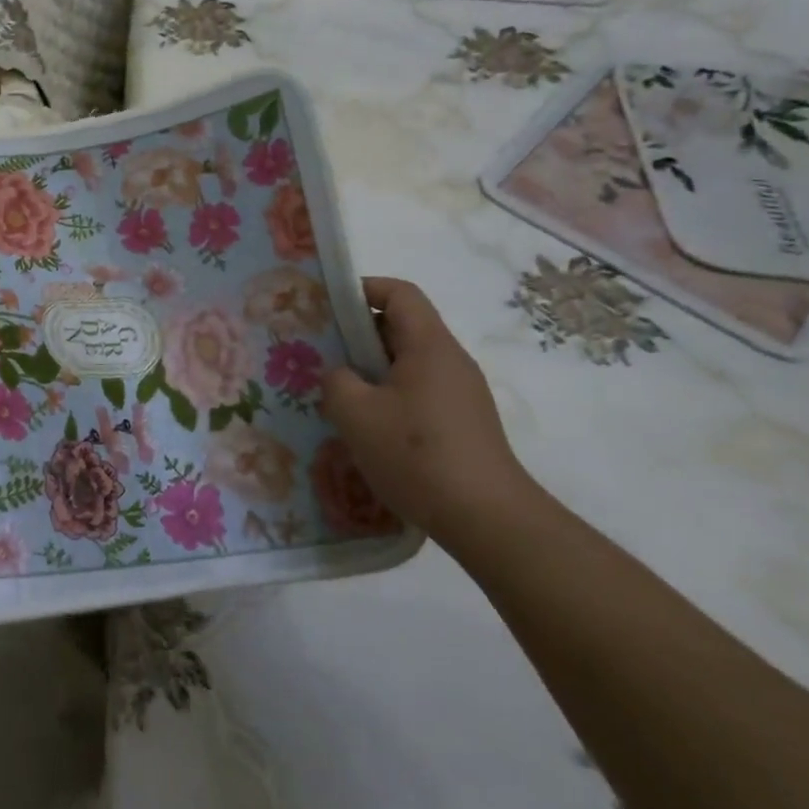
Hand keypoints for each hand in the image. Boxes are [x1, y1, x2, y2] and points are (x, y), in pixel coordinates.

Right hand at [320, 277, 543, 547]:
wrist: (487, 519)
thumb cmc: (416, 455)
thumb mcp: (356, 413)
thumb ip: (336, 380)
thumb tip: (341, 375)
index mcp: (430, 346)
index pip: (400, 293)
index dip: (362, 289)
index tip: (327, 305)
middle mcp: (451, 361)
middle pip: (402, 327)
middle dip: (358, 334)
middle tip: (320, 352)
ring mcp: (461, 393)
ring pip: (408, 363)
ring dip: (371, 370)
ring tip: (338, 393)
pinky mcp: (463, 423)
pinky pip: (419, 392)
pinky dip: (389, 396)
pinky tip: (368, 428)